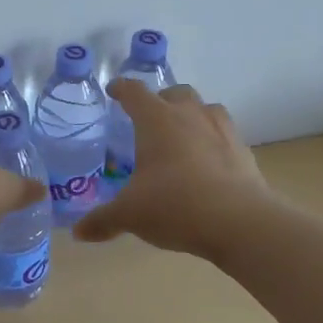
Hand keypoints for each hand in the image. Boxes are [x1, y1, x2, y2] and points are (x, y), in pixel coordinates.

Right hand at [73, 81, 274, 260]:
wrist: (239, 221)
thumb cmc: (175, 205)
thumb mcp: (130, 215)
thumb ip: (103, 220)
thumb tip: (78, 232)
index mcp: (156, 120)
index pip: (134, 93)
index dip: (121, 89)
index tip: (114, 90)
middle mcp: (189, 115)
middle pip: (175, 93)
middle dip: (161, 100)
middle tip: (150, 119)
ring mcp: (221, 130)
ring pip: (205, 108)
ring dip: (192, 115)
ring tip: (182, 136)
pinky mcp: (243, 151)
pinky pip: (225, 135)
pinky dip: (213, 141)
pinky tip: (208, 163)